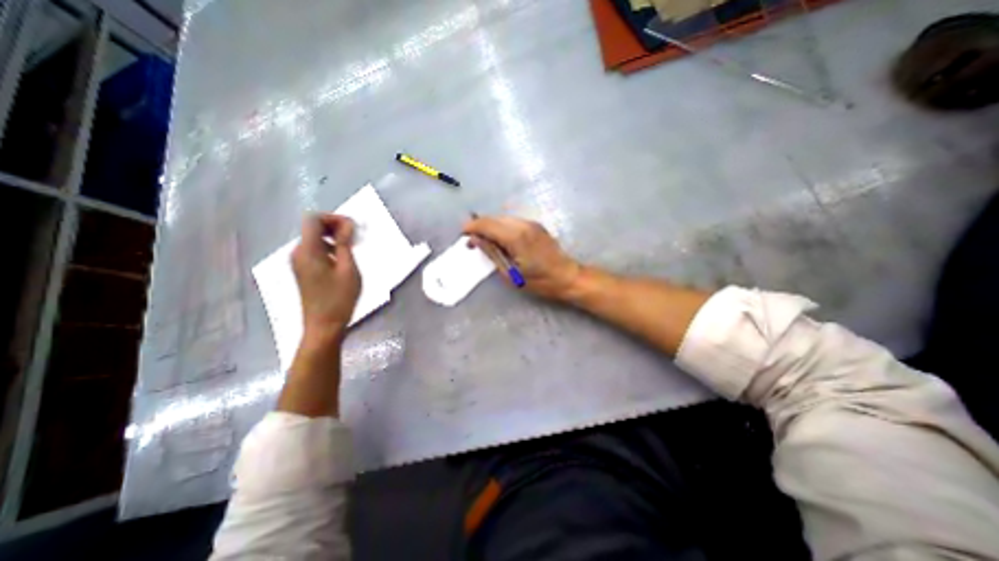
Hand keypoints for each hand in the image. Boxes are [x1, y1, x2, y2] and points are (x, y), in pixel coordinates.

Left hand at [292, 213, 360, 341]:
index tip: (352, 227)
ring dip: (332, 238)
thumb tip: (347, 224)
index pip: (313, 219)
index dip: (333, 218)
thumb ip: (345, 244)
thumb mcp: (348, 269)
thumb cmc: (339, 298)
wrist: (323, 325)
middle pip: (312, 227)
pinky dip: (328, 248)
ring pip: (314, 238)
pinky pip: (314, 250)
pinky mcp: (302, 270)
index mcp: (307, 250)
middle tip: (355, 236)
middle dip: (334, 226)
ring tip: (351, 248)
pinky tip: (342, 260)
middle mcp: (298, 252)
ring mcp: (298, 262)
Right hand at [461, 214, 582, 301]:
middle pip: (494, 218)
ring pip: (503, 218)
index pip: (487, 224)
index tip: (463, 235)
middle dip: (480, 226)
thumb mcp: (511, 273)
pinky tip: (500, 239)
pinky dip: (501, 227)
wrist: (567, 277)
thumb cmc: (539, 281)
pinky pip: (512, 221)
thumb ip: (491, 253)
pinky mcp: (536, 225)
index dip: (472, 227)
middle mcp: (523, 225)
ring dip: (491, 226)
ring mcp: (531, 223)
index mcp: (515, 237)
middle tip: (472, 241)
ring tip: (485, 241)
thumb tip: (475, 240)